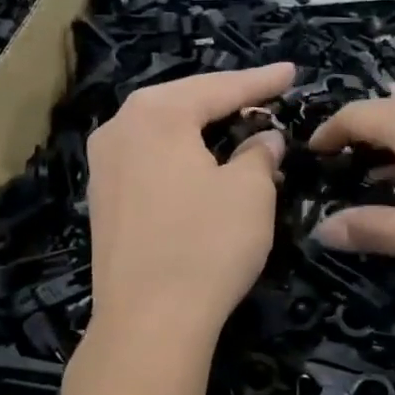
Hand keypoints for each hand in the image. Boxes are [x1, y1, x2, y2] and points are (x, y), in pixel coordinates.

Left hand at [86, 64, 294, 341]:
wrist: (148, 321)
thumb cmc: (206, 245)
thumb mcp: (250, 193)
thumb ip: (259, 154)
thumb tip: (263, 139)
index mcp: (155, 114)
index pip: (220, 88)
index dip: (261, 82)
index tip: (291, 73)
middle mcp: (119, 129)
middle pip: (183, 102)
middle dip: (225, 99)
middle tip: (264, 96)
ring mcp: (103, 166)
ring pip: (162, 132)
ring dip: (199, 128)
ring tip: (234, 124)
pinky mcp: (103, 201)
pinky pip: (149, 160)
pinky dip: (179, 155)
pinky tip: (198, 163)